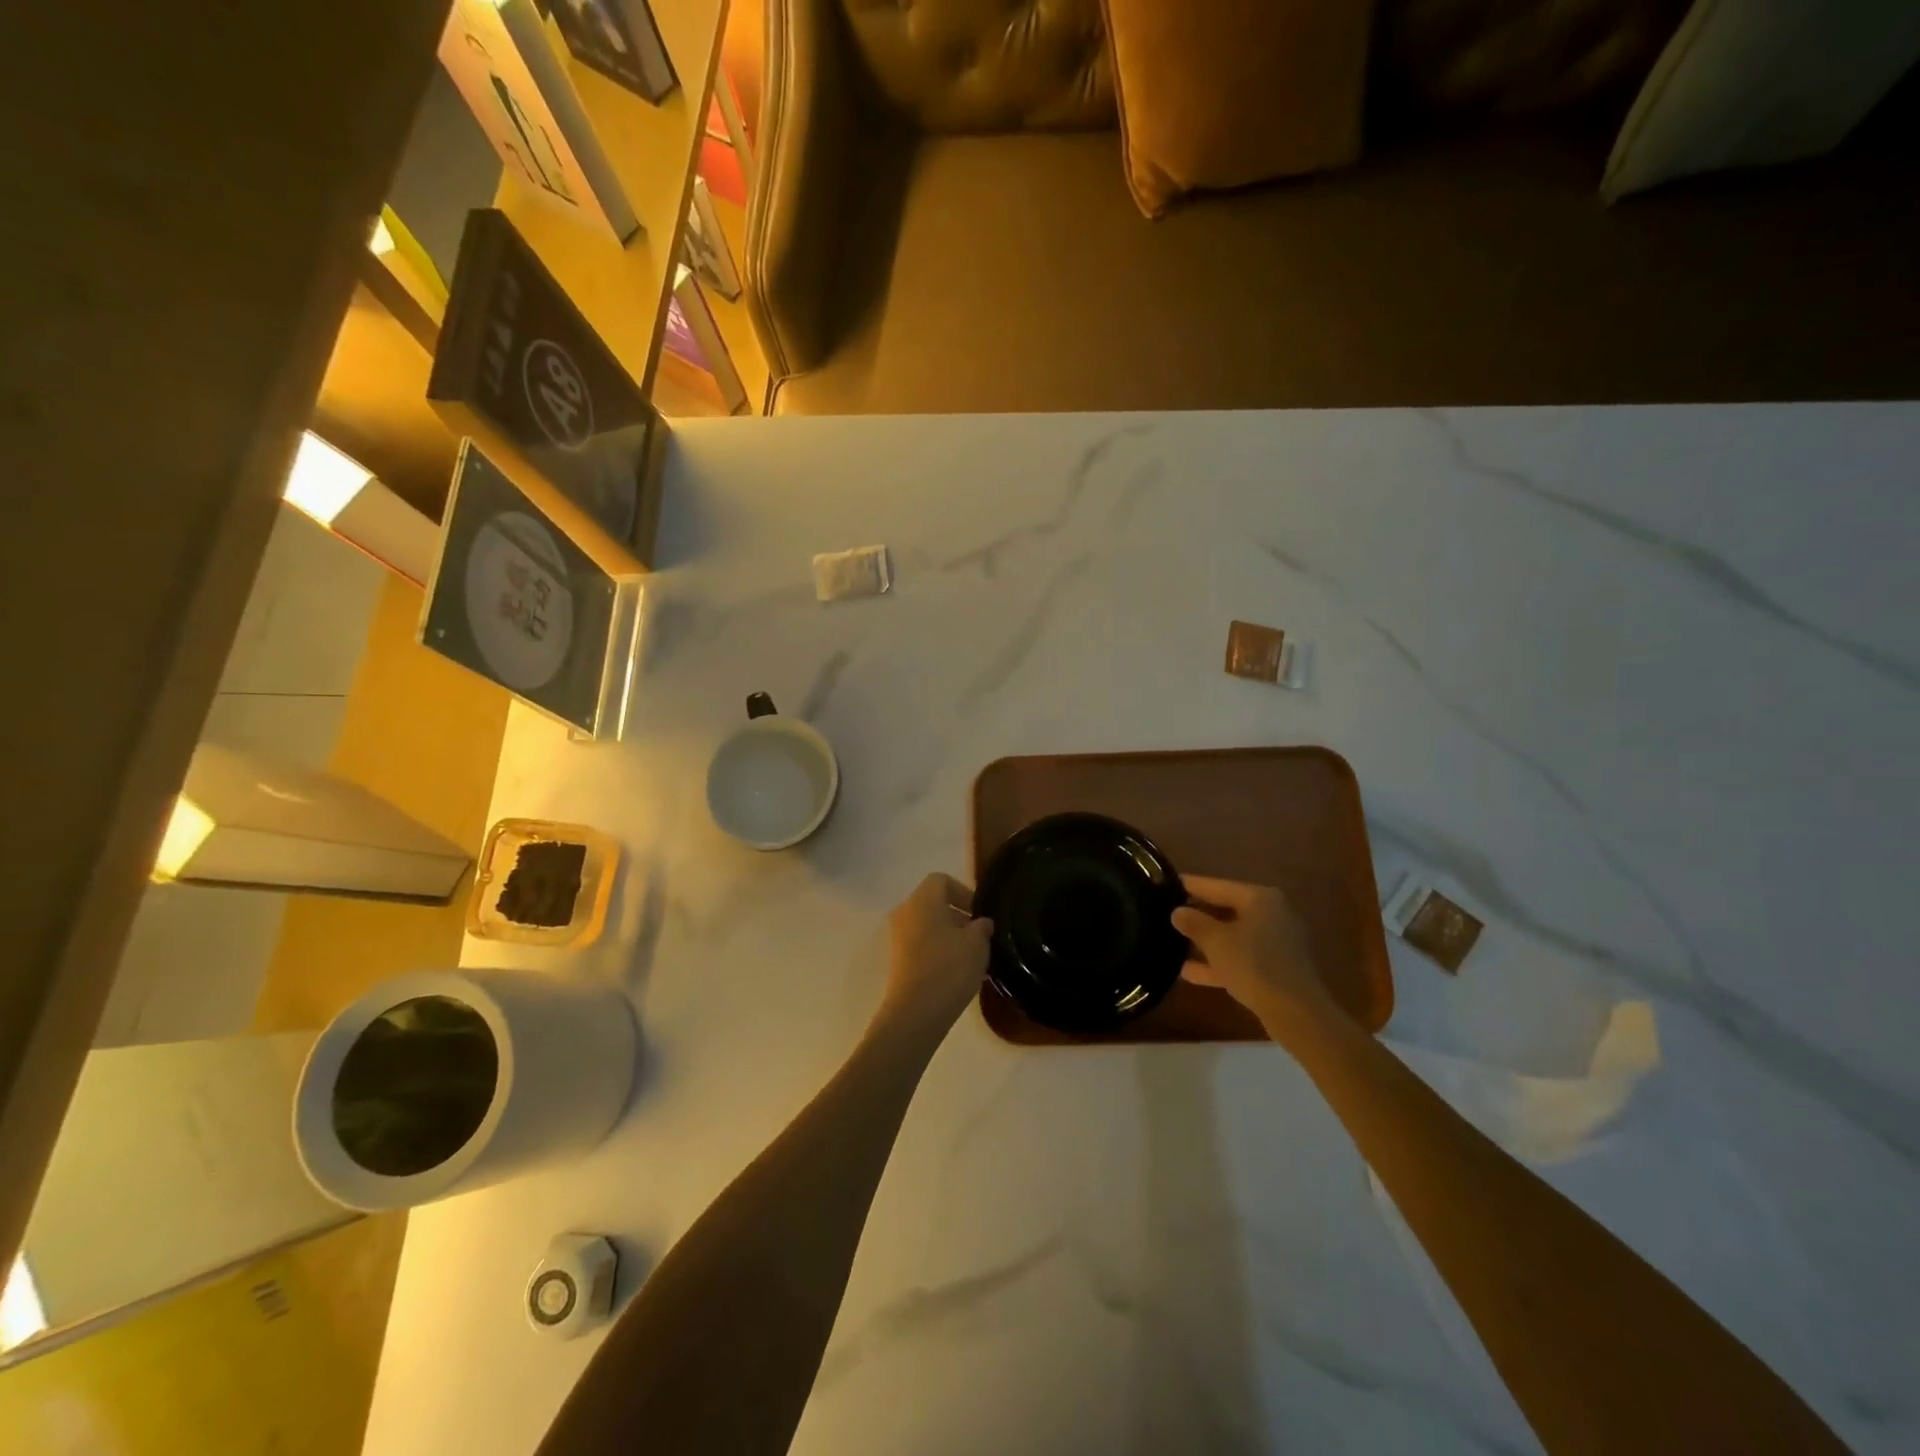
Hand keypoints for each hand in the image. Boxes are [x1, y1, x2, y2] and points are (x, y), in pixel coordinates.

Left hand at [879, 873, 992, 1035]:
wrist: (916, 1011)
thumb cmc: (949, 967)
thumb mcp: (977, 944)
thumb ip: (982, 927)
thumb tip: (981, 923)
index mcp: (922, 899)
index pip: (941, 880)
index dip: (963, 892)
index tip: (979, 914)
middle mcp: (905, 911)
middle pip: (933, 903)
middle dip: (958, 916)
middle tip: (979, 937)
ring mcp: (898, 936)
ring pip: (928, 925)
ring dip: (949, 935)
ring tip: (972, 957)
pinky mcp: (897, 960)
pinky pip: (921, 944)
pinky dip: (938, 950)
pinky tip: (957, 971)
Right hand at [1172, 876, 1339, 1037]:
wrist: (1296, 1013)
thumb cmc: (1254, 964)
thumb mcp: (1216, 941)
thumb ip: (1194, 923)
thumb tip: (1177, 912)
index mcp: (1260, 898)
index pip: (1217, 886)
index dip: (1190, 885)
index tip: (1165, 883)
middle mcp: (1271, 914)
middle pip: (1226, 910)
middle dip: (1197, 915)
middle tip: (1166, 914)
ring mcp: (1275, 942)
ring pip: (1232, 936)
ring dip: (1205, 942)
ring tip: (1172, 943)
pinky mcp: (1275, 968)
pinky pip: (1240, 958)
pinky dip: (1218, 962)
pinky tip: (1188, 972)